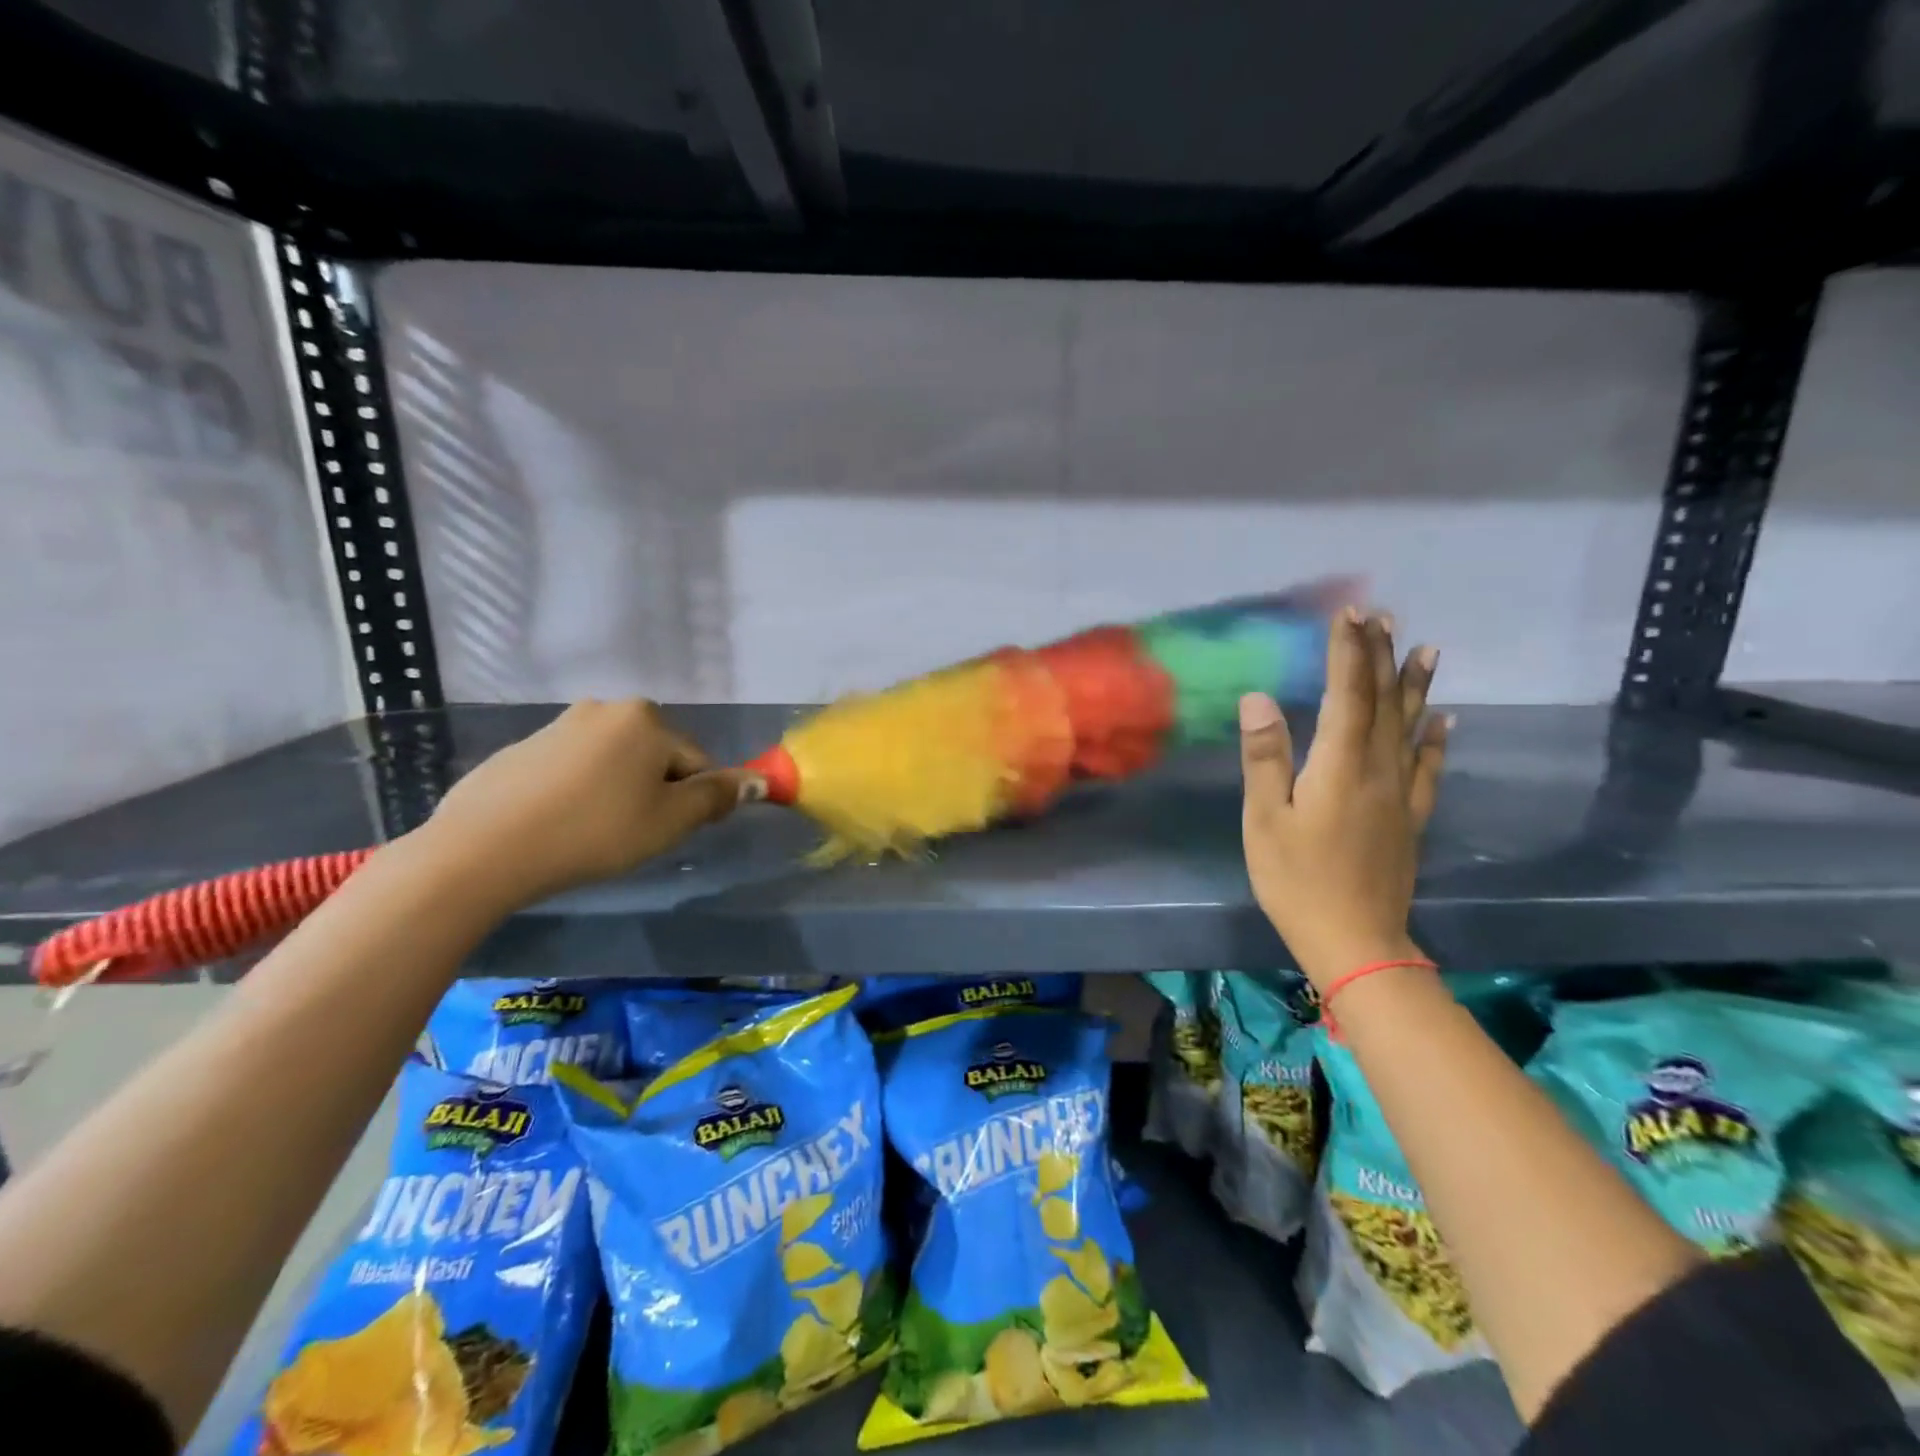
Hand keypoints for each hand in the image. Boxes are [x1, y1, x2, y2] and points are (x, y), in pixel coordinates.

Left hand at [419, 700, 744, 908]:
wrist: (483, 849)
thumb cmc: (594, 832)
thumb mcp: (669, 821)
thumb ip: (717, 797)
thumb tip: (759, 781)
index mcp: (647, 719)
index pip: (697, 762)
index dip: (693, 801)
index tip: (670, 833)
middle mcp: (606, 708)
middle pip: (655, 756)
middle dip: (654, 791)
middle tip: (633, 833)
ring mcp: (559, 724)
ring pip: (614, 762)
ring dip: (618, 790)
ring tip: (594, 831)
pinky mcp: (523, 748)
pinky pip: (574, 768)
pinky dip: (579, 791)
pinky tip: (559, 823)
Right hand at [1239, 609, 1448, 987]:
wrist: (1355, 939)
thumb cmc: (1296, 879)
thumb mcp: (1265, 820)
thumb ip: (1265, 757)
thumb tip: (1259, 698)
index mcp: (1340, 766)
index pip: (1348, 695)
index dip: (1349, 653)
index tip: (1350, 614)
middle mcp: (1378, 770)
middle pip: (1383, 703)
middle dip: (1380, 656)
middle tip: (1384, 616)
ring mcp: (1401, 794)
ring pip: (1411, 727)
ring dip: (1416, 685)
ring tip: (1426, 648)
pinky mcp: (1411, 818)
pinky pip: (1429, 768)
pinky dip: (1437, 739)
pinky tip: (1447, 719)